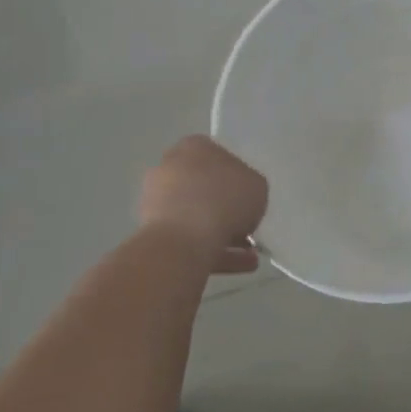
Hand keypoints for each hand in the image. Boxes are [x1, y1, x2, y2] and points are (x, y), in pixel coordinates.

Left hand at [138, 135, 266, 272]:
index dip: (237, 176)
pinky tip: (240, 264)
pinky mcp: (153, 234)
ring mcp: (156, 202)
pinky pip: (190, 240)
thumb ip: (250, 188)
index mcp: (193, 147)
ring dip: (223, 233)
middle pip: (204, 186)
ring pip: (196, 216)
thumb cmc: (225, 199)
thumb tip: (240, 201)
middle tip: (248, 224)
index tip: (248, 195)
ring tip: (250, 254)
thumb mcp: (257, 186)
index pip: (217, 155)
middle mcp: (170, 169)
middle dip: (225, 207)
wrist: (183, 240)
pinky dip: (213, 251)